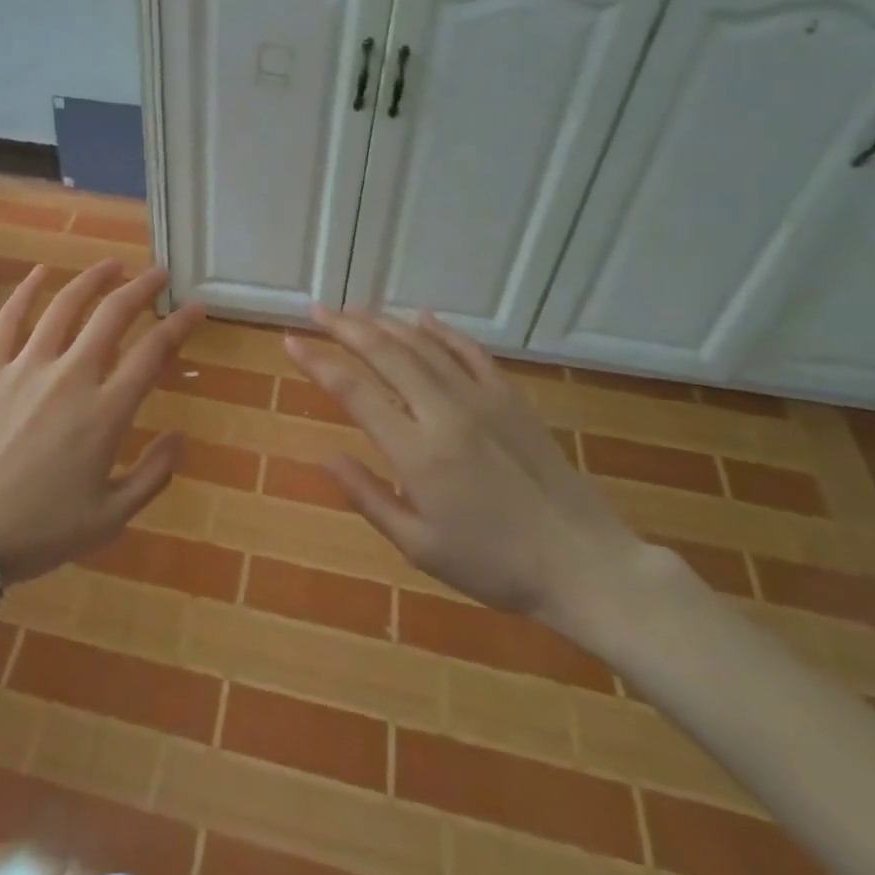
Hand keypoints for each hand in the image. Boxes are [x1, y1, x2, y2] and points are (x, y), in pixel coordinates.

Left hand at [0, 260, 203, 583]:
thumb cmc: (38, 531)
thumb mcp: (109, 518)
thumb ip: (153, 475)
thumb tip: (181, 437)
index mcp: (105, 412)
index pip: (153, 353)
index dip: (180, 325)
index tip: (196, 308)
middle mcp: (71, 376)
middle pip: (113, 316)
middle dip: (142, 288)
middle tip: (158, 274)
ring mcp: (26, 366)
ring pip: (65, 306)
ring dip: (93, 280)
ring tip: (113, 265)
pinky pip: (10, 318)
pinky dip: (27, 290)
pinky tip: (41, 272)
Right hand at [286, 308, 647, 634]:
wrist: (583, 563)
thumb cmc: (494, 564)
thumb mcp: (419, 546)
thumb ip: (367, 496)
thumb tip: (323, 455)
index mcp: (417, 452)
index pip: (354, 391)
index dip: (317, 362)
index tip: (291, 342)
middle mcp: (444, 412)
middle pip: (385, 353)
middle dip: (345, 327)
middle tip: (317, 310)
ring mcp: (481, 398)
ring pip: (423, 344)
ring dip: (384, 323)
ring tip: (355, 311)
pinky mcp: (510, 397)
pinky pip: (469, 351)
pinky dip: (441, 330)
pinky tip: (422, 319)